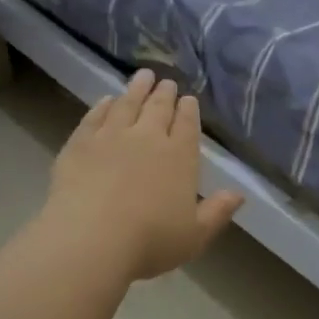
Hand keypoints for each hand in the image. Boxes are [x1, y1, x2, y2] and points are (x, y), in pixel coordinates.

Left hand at [43, 70, 244, 280]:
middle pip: (158, 108)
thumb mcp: (195, 235)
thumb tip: (238, 194)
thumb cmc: (150, 242)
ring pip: (127, 104)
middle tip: (166, 82)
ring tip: (142, 77)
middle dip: (164, 94)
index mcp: (179, 156)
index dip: (188, 111)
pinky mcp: (80, 143)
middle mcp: (147, 137)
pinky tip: (105, 100)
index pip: (187, 125)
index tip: (188, 99)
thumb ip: (218, 212)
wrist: (91, 239)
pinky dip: (102, 106)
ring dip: (136, 89)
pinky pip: (93, 117)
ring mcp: (111, 136)